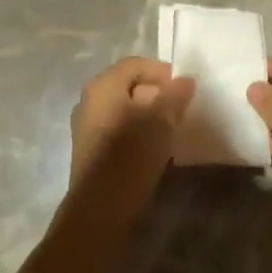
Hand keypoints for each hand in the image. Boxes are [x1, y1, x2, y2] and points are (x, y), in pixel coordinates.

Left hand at [68, 57, 195, 201]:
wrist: (100, 207)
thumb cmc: (130, 155)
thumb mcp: (161, 121)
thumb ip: (174, 96)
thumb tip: (185, 80)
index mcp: (102, 86)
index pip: (135, 65)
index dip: (162, 72)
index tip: (185, 89)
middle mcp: (89, 100)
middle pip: (128, 86)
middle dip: (156, 94)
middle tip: (181, 110)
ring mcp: (86, 126)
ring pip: (123, 109)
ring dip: (148, 115)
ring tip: (171, 130)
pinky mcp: (90, 149)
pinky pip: (117, 129)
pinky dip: (137, 132)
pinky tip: (153, 148)